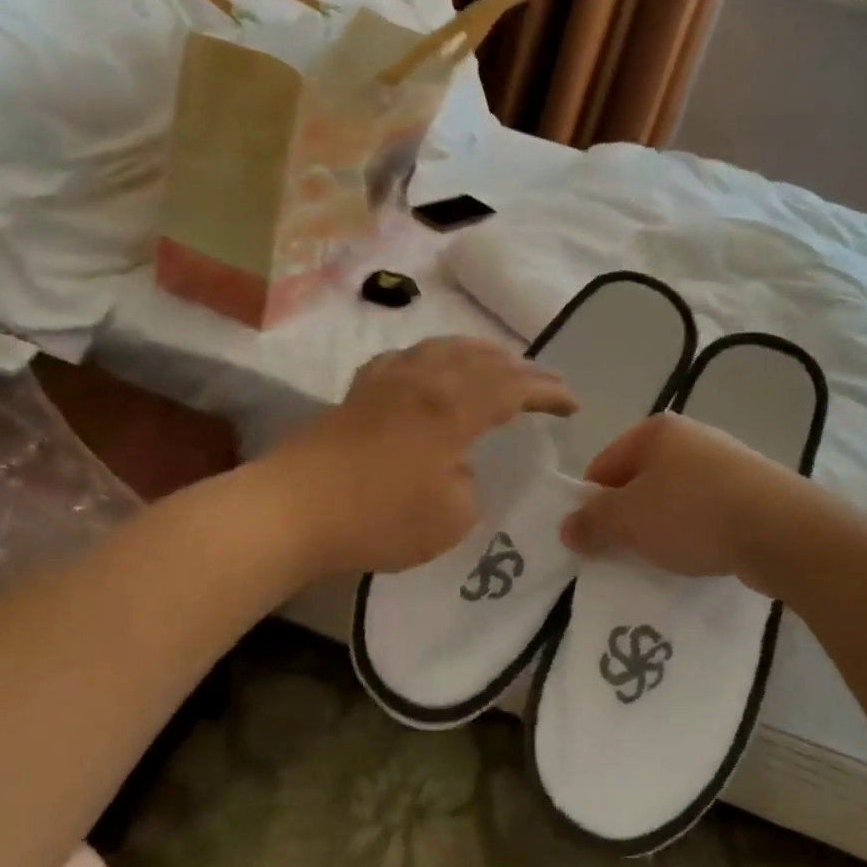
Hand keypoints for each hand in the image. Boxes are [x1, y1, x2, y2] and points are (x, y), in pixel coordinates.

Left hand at [265, 338, 577, 575]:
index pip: (514, 387)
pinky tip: (429, 368)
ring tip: (497, 363)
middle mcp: (425, 379)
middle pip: (483, 359)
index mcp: (453, 407)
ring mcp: (388, 379)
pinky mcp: (359, 389)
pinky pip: (407, 358)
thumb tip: (460, 468)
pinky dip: (432, 358)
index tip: (573, 404)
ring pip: (444, 348)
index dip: (549, 392)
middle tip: (545, 383)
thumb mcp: (450, 518)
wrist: (293, 509)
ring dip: (479, 354)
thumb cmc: (378, 517)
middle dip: (521, 369)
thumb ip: (470, 486)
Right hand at [560, 414, 796, 579]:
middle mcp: (690, 437)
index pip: (604, 465)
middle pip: (640, 480)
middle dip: (628, 516)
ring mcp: (726, 461)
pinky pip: (707, 511)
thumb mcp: (628, 520)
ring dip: (662, 527)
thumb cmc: (693, 514)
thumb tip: (567, 527)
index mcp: (655, 431)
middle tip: (623, 552)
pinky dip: (696, 532)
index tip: (591, 539)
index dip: (591, 503)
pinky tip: (700, 556)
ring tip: (662, 559)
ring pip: (674, 497)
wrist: (783, 531)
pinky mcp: (753, 490)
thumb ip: (592, 522)